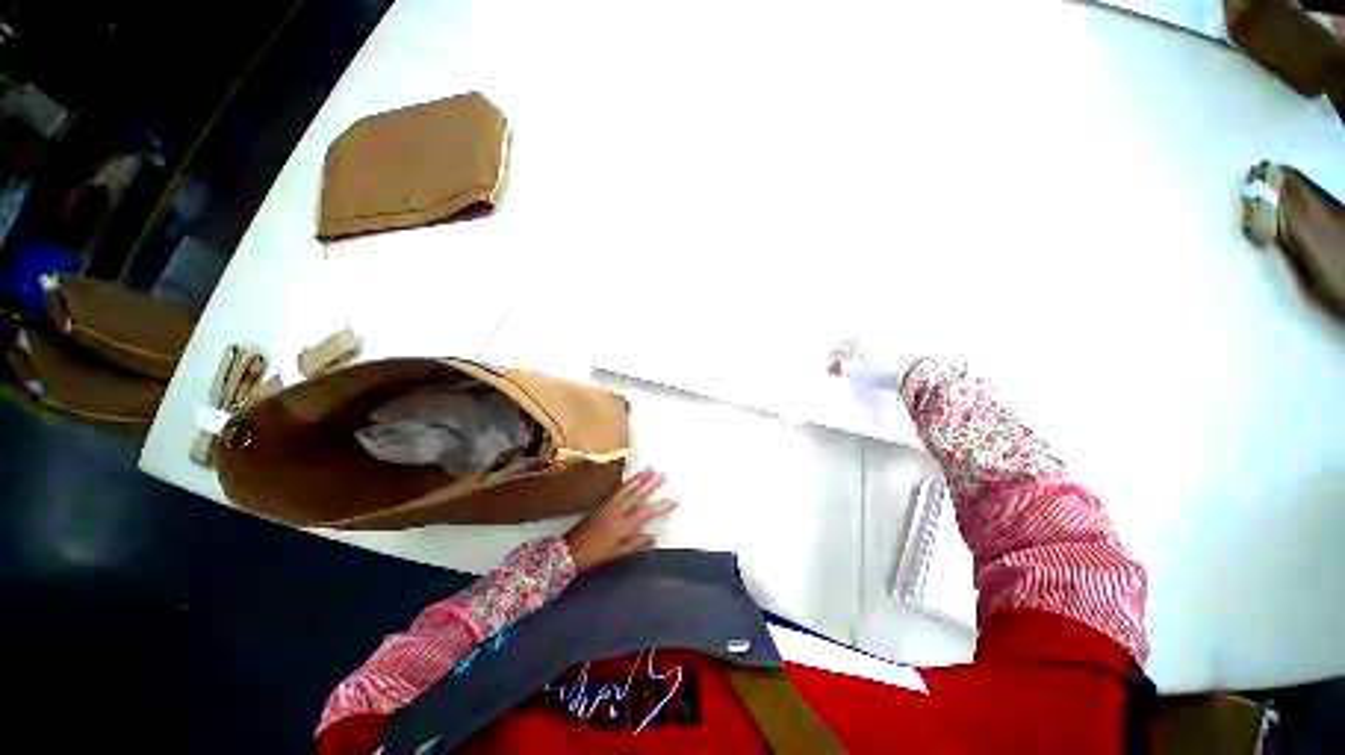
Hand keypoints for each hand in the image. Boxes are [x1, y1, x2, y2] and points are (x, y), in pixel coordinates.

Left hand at [564, 468, 676, 571]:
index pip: (646, 512)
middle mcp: (616, 511)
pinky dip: (626, 481)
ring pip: (626, 488)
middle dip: (650, 483)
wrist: (569, 550)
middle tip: (662, 474)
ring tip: (649, 468)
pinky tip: (630, 478)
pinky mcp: (601, 503)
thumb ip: (635, 544)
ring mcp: (608, 505)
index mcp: (622, 525)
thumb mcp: (616, 553)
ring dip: (638, 478)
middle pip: (636, 494)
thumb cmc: (595, 555)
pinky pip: (617, 489)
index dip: (661, 506)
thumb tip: (654, 536)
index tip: (674, 499)